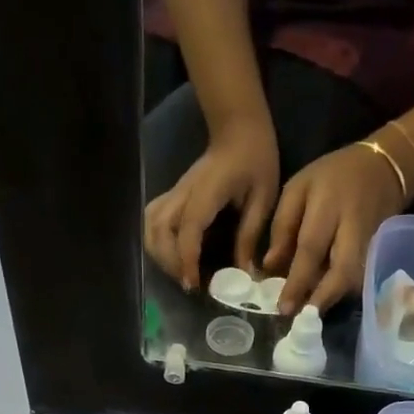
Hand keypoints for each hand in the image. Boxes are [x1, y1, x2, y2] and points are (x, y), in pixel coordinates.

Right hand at [143, 115, 279, 288]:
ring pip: (150, 226)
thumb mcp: (263, 198)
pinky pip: (153, 220)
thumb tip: (244, 273)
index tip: (194, 284)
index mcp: (207, 192)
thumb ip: (250, 235)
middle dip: (170, 262)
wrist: (239, 129)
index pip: (188, 229)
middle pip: (159, 230)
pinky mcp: (173, 195)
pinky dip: (156, 242)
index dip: (187, 259)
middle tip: (189, 282)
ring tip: (180, 272)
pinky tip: (172, 256)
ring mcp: (174, 192)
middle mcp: (183, 193)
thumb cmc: (255, 160)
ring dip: (159, 254)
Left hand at [265, 141, 410, 312]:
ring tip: (309, 312)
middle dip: (321, 298)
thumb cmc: (331, 176)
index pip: (311, 248)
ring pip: (355, 280)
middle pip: (342, 271)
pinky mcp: (381, 251)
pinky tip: (324, 299)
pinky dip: (342, 292)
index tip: (283, 307)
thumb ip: (283, 226)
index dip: (297, 281)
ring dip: (332, 299)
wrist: (385, 166)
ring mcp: (372, 241)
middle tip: (301, 319)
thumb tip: (269, 267)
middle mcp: (354, 225)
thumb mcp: (298, 188)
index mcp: (329, 204)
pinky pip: (361, 278)